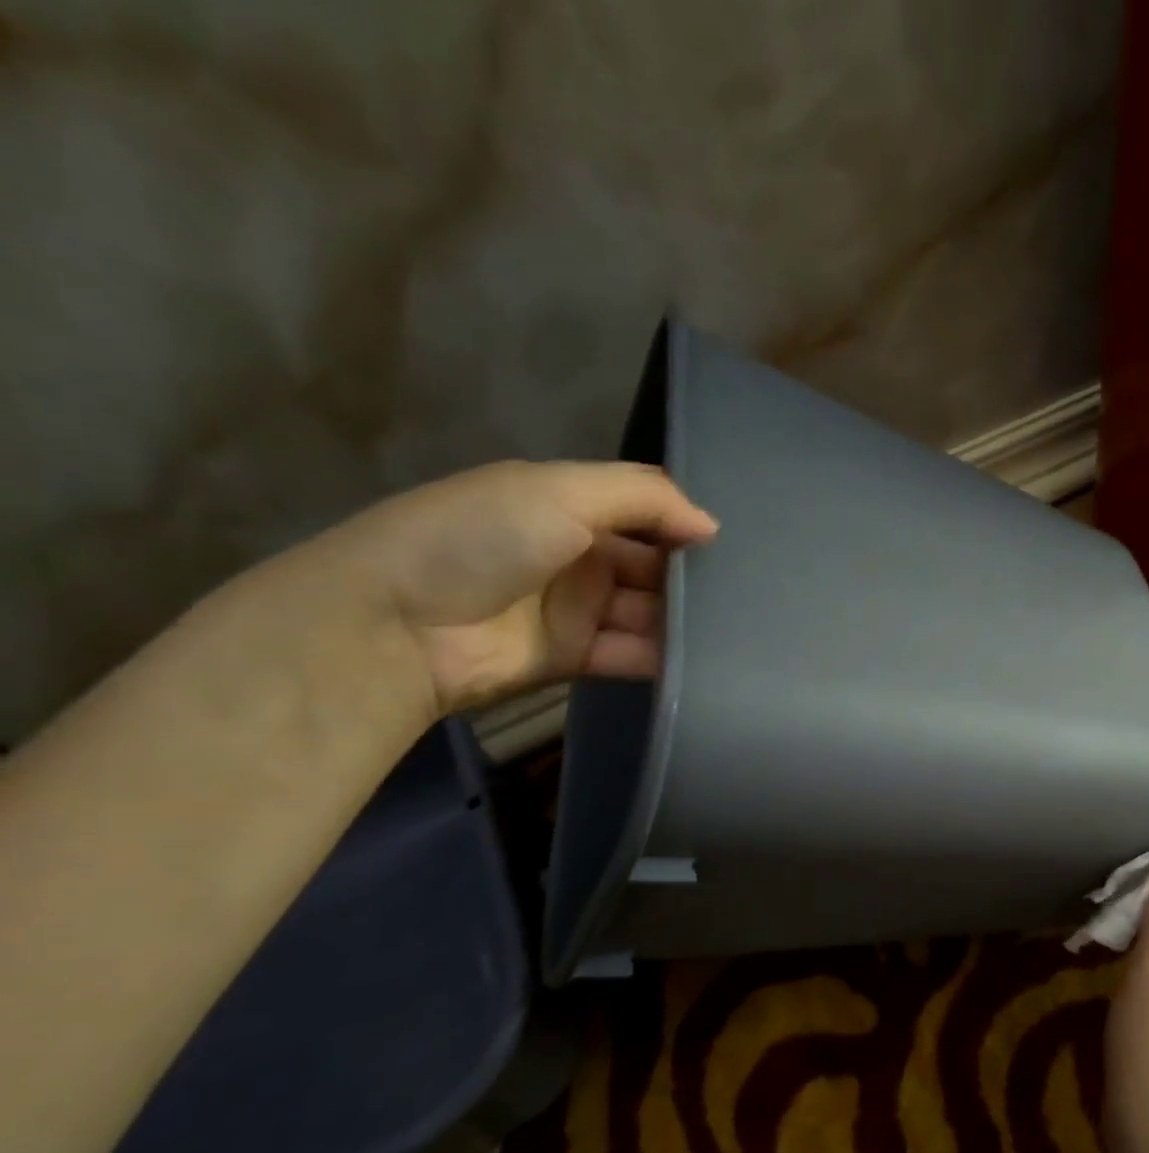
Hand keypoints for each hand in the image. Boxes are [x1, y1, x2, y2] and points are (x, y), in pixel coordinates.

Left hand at [301, 460, 717, 716]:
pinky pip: (631, 655)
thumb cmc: (482, 538)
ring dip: (683, 620)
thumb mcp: (562, 491)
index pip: (644, 512)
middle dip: (691, 577)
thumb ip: (645, 498)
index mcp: (568, 505)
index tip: (731, 544)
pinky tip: (704, 661)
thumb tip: (711, 526)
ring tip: (737, 630)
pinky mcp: (575, 658)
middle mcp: (577, 555)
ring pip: (647, 613)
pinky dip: (663, 658)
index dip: (683, 524)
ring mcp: (575, 610)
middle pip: (652, 566)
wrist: (399, 624)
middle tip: (746, 594)